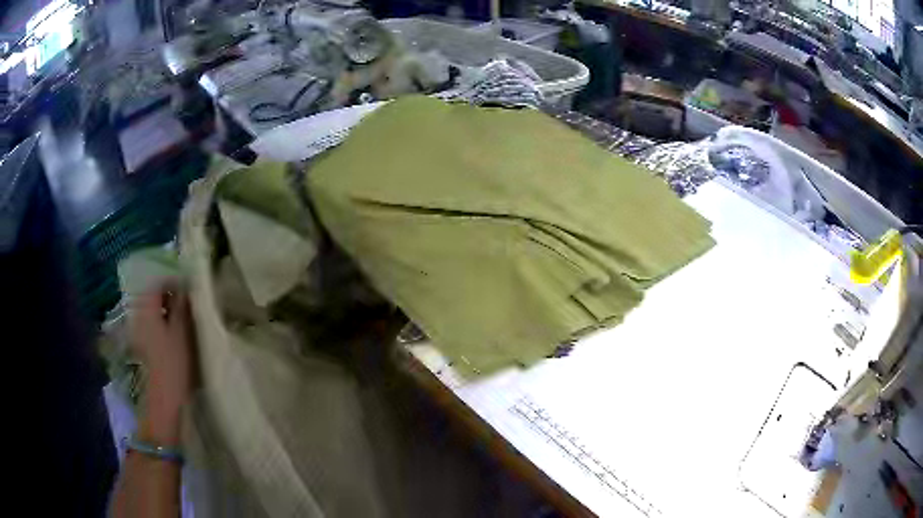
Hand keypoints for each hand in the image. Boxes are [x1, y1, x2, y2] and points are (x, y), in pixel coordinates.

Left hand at [129, 283, 195, 443]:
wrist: (164, 397)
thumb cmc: (174, 362)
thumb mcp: (182, 331)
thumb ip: (182, 306)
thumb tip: (185, 287)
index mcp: (147, 308)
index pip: (158, 283)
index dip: (174, 283)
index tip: (190, 290)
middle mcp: (139, 315)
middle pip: (152, 296)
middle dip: (169, 296)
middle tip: (188, 304)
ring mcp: (139, 331)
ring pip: (152, 311)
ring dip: (166, 310)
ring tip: (183, 319)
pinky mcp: (142, 345)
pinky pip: (151, 324)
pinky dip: (162, 323)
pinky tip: (173, 334)